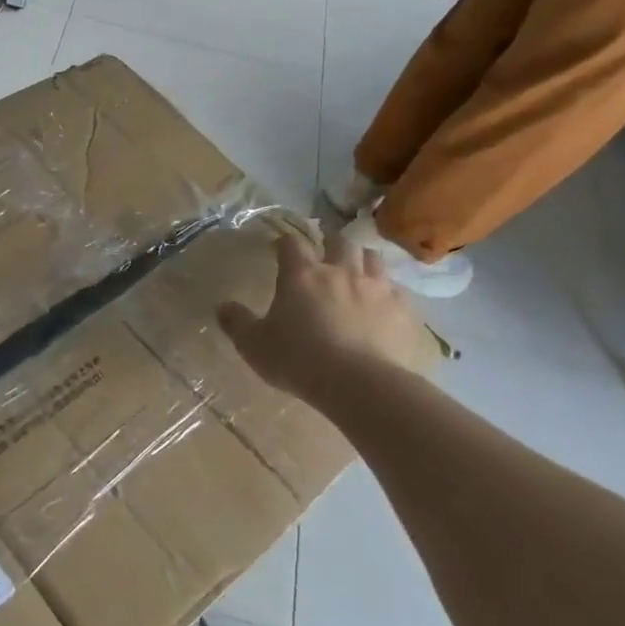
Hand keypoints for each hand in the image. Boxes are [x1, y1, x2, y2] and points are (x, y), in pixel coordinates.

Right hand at [218, 232, 427, 398]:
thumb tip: (222, 306)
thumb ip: (236, 322)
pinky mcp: (402, 309)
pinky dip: (387, 292)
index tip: (279, 249)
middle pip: (339, 242)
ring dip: (362, 260)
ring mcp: (376, 287)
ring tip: (357, 273)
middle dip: (330, 244)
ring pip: (372, 258)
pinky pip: (397, 290)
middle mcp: (340, 271)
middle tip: (324, 256)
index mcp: (301, 275)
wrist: (360, 384)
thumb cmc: (299, 360)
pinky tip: (382, 306)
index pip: (291, 243)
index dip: (284, 243)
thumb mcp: (254, 345)